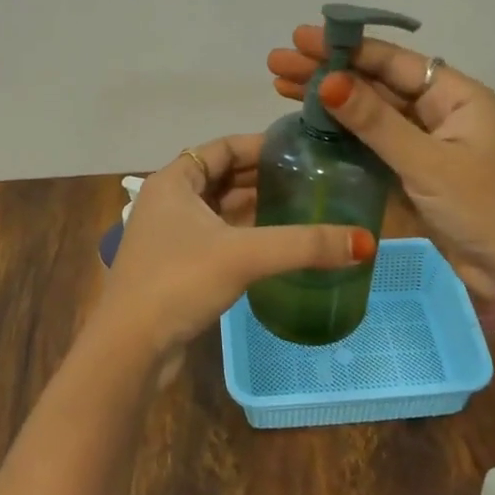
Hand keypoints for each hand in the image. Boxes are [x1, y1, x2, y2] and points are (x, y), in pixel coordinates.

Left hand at [95, 134, 375, 365]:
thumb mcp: (244, 255)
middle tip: (310, 178)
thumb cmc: (179, 282)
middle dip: (262, 176)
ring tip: (301, 205)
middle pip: (222, 176)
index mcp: (174, 181)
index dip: (261, 145)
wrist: (130, 349)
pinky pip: (217, 236)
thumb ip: (303, 245)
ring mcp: (170, 235)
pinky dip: (244, 233)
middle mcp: (168, 200)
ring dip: (254, 206)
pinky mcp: (176, 265)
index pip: (223, 147)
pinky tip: (275, 243)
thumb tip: (365, 242)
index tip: (301, 150)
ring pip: (219, 208)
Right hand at [267, 26, 494, 302]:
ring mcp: (425, 142)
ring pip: (370, 114)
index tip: (299, 39)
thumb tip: (328, 81)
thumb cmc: (485, 209)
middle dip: (327, 72)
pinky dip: (343, 135)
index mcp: (454, 95)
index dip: (344, 48)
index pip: (391, 61)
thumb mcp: (428, 162)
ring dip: (330, 102)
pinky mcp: (415, 171)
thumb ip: (375, 122)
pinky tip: (309, 127)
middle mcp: (439, 110)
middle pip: (375, 83)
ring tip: (280, 88)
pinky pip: (373, 144)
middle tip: (276, 64)